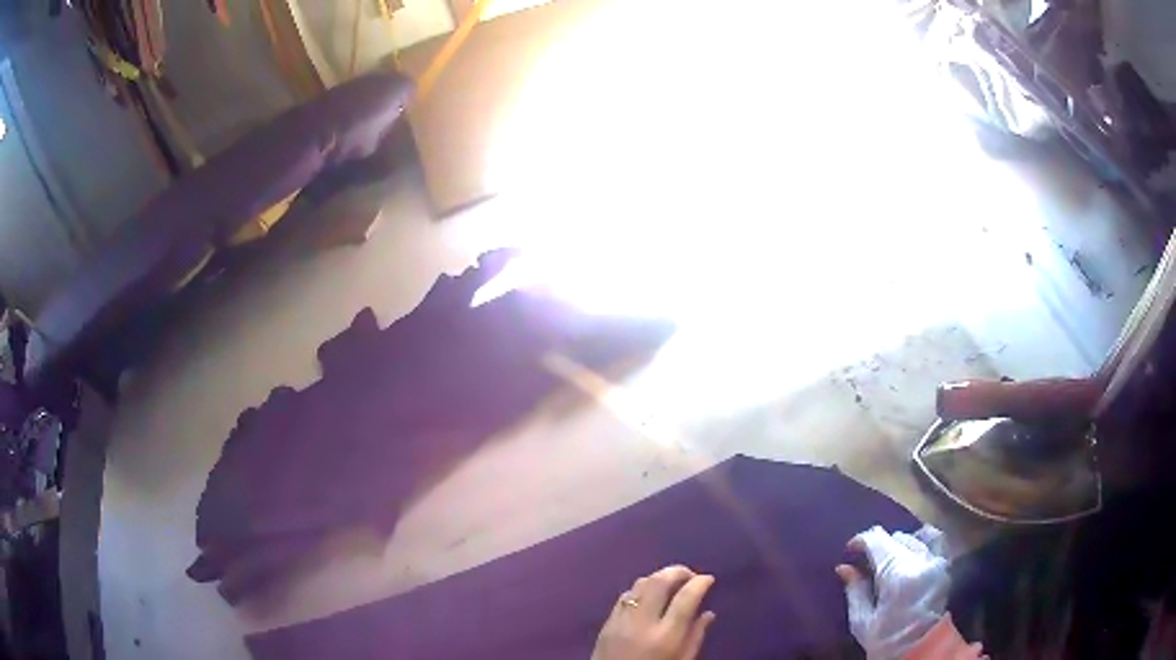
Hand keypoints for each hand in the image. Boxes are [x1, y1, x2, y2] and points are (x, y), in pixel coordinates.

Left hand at [591, 565, 716, 659]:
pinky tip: (651, 595)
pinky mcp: (607, 622)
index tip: (709, 579)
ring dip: (659, 577)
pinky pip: (626, 595)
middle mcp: (643, 622)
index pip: (686, 598)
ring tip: (672, 583)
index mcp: (666, 635)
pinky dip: (642, 589)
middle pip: (660, 582)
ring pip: (641, 583)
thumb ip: (696, 636)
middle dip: (678, 571)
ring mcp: (622, 620)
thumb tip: (708, 613)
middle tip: (691, 575)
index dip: (700, 583)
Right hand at [836, 525, 949, 658]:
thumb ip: (855, 590)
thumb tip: (844, 568)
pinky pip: (935, 541)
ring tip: (888, 559)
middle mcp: (920, 560)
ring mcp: (936, 561)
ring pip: (914, 538)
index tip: (850, 550)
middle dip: (879, 546)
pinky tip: (912, 553)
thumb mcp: (862, 621)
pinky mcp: (945, 567)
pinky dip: (921, 541)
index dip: (861, 540)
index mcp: (897, 573)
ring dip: (898, 544)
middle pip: (896, 538)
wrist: (922, 651)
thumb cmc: (887, 640)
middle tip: (866, 563)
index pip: (878, 540)